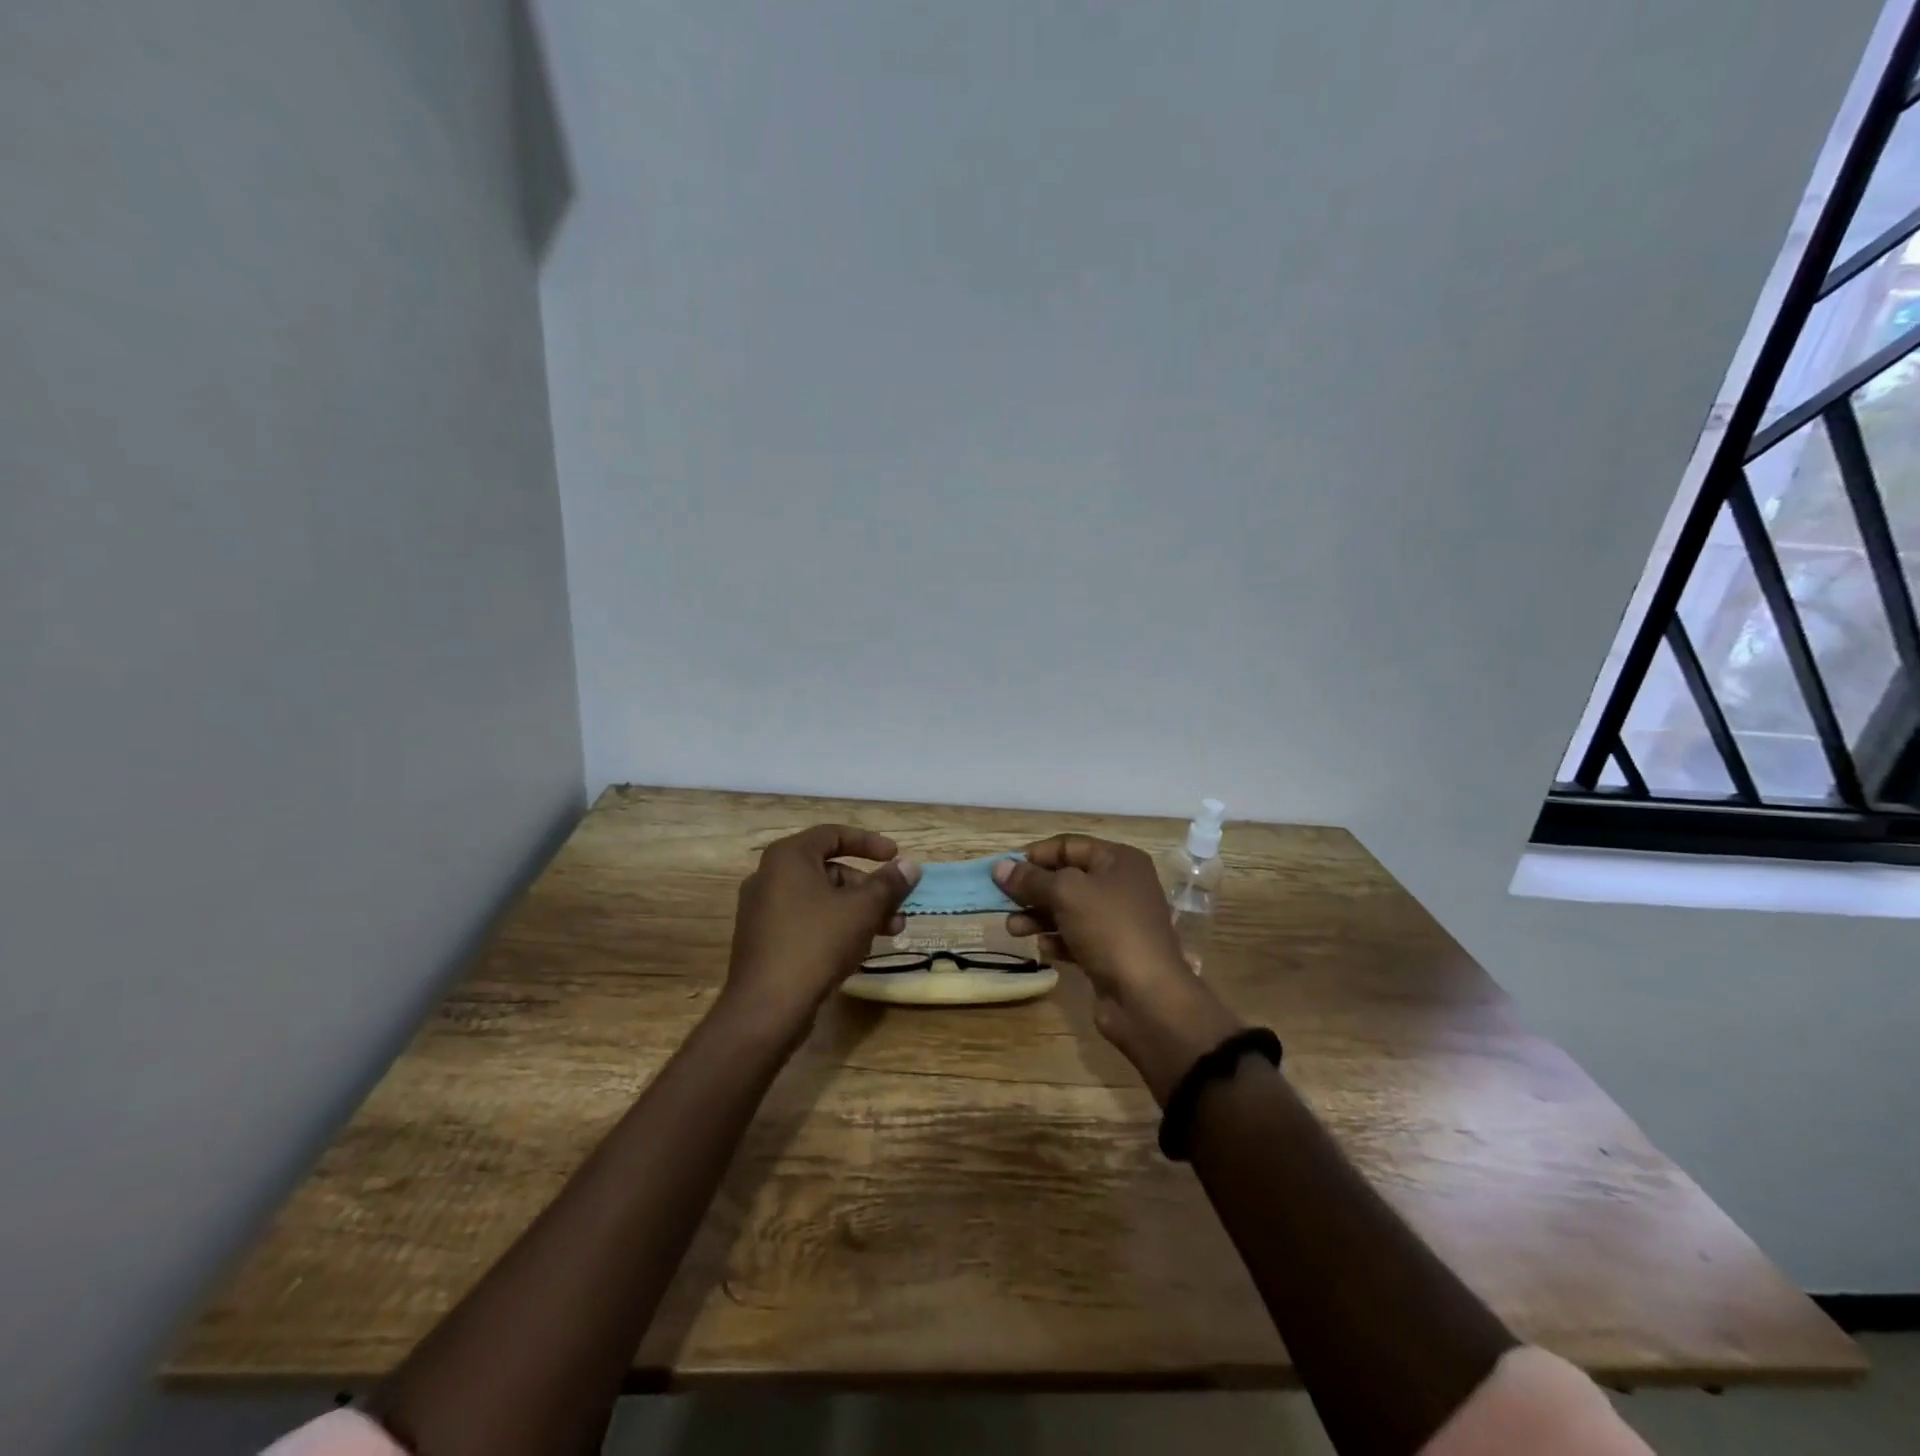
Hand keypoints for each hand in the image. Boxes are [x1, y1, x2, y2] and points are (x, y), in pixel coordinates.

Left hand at [720, 824, 920, 1038]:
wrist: (766, 1007)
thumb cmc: (816, 944)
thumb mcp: (862, 910)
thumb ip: (888, 883)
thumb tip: (910, 865)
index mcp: (788, 857)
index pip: (834, 835)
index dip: (869, 843)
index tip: (896, 857)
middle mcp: (770, 876)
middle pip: (830, 870)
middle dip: (869, 888)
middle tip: (897, 907)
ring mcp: (763, 909)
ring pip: (822, 899)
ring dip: (859, 911)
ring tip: (891, 932)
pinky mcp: (764, 939)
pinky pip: (807, 921)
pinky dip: (835, 926)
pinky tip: (859, 949)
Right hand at [995, 836, 1242, 1102]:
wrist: (1147, 997)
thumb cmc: (1109, 929)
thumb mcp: (1066, 894)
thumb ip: (1031, 879)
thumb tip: (999, 867)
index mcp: (1119, 861)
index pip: (1068, 846)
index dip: (1035, 855)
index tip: (1004, 869)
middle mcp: (1120, 886)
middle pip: (1066, 879)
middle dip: (1032, 890)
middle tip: (1001, 901)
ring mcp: (1116, 922)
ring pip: (1067, 911)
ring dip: (1037, 917)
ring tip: (1012, 929)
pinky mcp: (1110, 953)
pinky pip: (1075, 938)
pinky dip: (1057, 940)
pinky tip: (1044, 950)